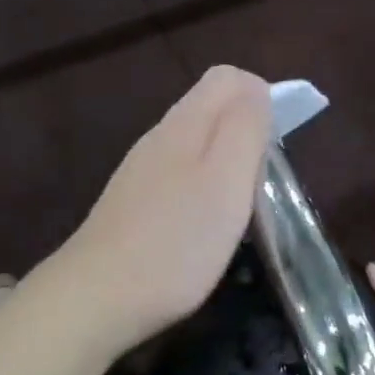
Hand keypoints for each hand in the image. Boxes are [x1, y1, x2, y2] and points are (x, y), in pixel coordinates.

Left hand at [58, 65, 273, 350]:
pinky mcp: (132, 205)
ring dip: (226, 164)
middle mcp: (158, 138)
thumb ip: (245, 127)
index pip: (227, 77)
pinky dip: (203, 190)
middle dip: (246, 132)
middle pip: (210, 109)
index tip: (276, 143)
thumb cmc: (177, 242)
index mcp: (184, 123)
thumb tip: (256, 88)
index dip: (261, 96)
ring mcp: (140, 172)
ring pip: (195, 145)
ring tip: (240, 209)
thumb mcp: (227, 180)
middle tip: (262, 182)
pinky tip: (204, 228)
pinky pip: (178, 177)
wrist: (97, 298)